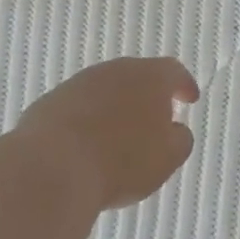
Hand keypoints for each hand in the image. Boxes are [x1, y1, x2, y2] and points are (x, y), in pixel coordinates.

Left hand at [16, 58, 199, 211]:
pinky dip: (87, 121)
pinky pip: (77, 108)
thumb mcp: (167, 157)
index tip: (190, 99)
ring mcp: (78, 84)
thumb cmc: (122, 161)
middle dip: (147, 96)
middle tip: (154, 119)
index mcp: (150, 77)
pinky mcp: (49, 102)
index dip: (184, 85)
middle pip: (137, 77)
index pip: (174, 71)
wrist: (51, 168)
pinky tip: (86, 145)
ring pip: (105, 91)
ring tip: (118, 137)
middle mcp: (114, 71)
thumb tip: (175, 130)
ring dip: (115, 108)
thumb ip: (180, 139)